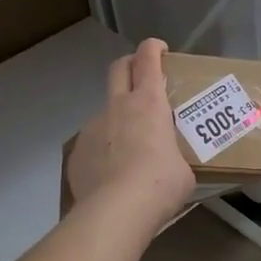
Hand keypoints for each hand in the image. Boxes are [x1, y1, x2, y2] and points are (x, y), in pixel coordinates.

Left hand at [67, 38, 196, 231]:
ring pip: (105, 111)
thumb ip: (176, 156)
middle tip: (143, 77)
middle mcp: (117, 107)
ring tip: (131, 147)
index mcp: (148, 104)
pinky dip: (104, 151)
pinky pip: (93, 144)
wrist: (116, 211)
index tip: (160, 49)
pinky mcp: (77, 153)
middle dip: (130, 65)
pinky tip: (112, 175)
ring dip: (118, 118)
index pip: (147, 60)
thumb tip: (172, 166)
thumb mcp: (183, 170)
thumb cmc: (160, 184)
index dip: (153, 49)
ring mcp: (92, 128)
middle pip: (118, 69)